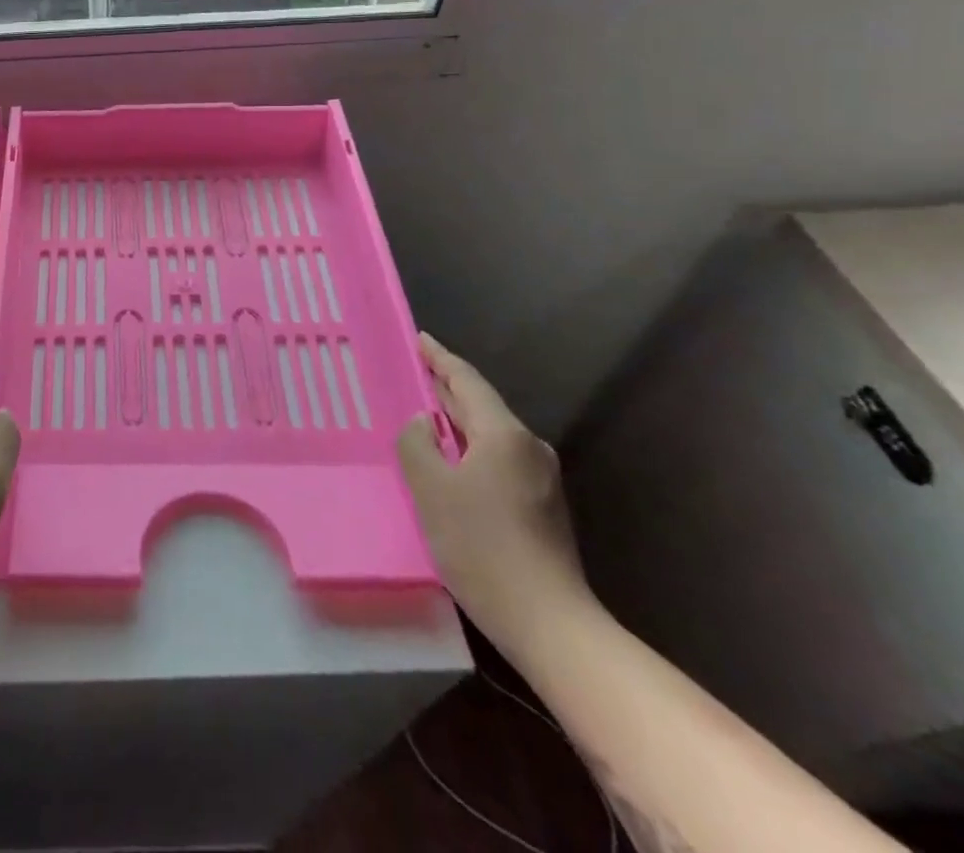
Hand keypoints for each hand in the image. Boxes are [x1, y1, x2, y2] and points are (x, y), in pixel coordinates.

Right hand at [397, 333, 592, 649]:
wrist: (549, 624)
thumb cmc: (482, 546)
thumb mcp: (431, 489)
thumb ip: (417, 443)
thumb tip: (422, 424)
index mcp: (504, 434)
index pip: (466, 381)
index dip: (439, 358)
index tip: (419, 339)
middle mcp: (529, 448)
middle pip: (480, 406)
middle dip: (446, 388)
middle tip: (414, 372)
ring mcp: (540, 479)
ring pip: (489, 435)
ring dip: (456, 422)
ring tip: (423, 415)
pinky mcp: (541, 508)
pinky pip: (497, 460)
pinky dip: (469, 449)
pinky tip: (449, 463)